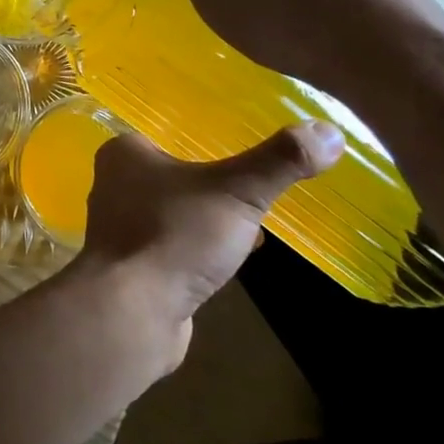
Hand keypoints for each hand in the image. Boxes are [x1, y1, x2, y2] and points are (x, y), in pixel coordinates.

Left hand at [73, 121, 343, 367]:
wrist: (132, 312)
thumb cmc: (174, 236)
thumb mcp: (236, 191)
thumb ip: (279, 161)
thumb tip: (329, 131)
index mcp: (124, 152)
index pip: (171, 132)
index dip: (210, 139)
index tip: (248, 148)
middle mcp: (114, 183)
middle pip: (176, 173)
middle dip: (215, 182)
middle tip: (258, 187)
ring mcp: (121, 227)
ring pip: (176, 211)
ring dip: (210, 218)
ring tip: (252, 224)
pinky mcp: (132, 265)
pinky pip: (174, 245)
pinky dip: (200, 248)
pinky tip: (231, 260)